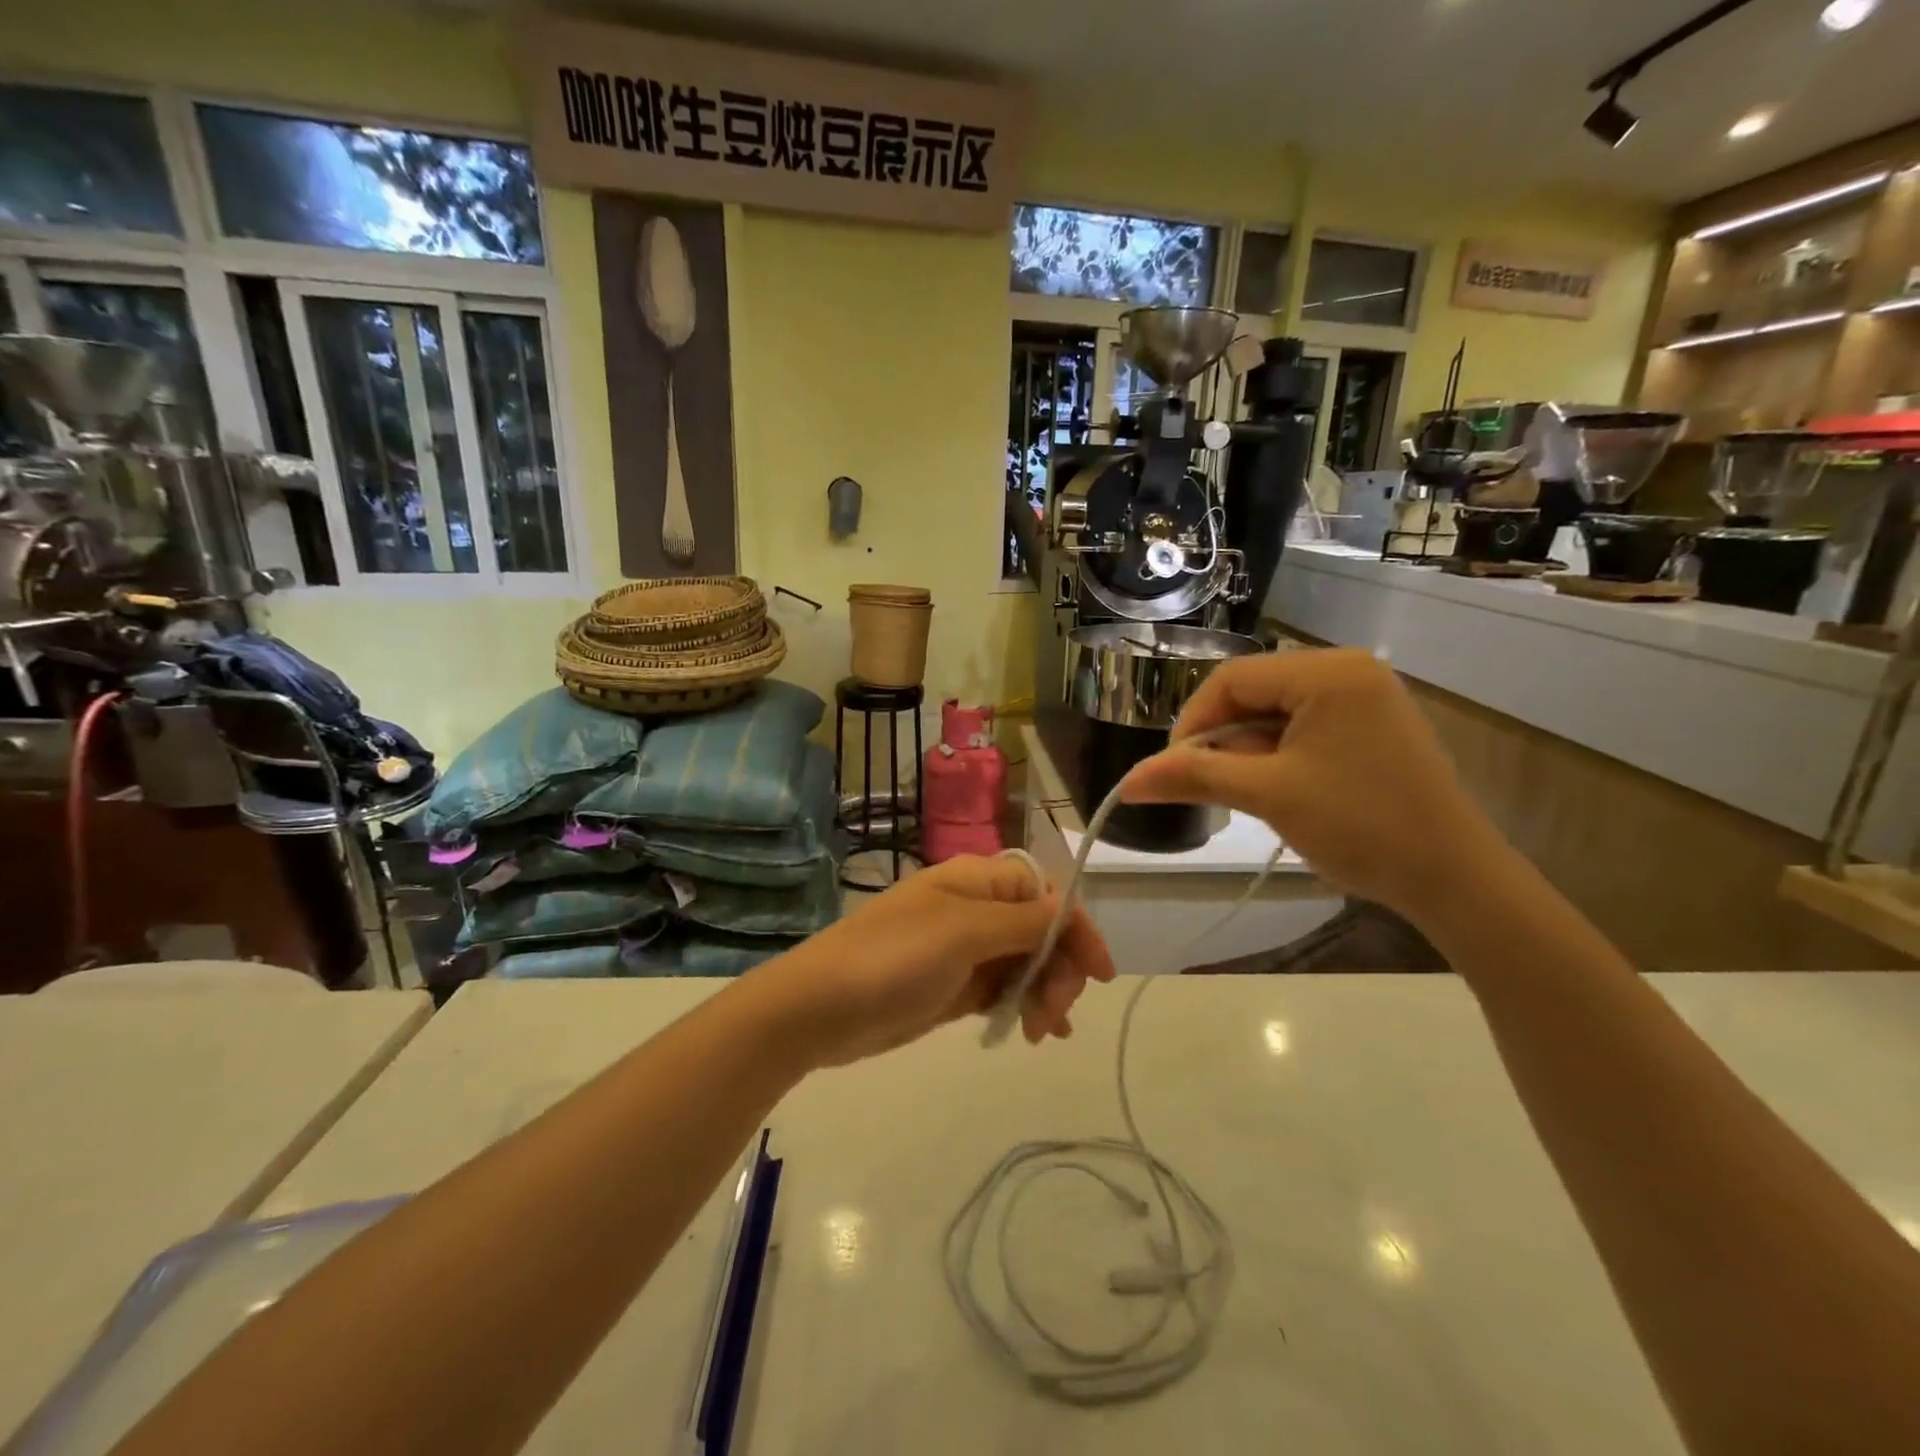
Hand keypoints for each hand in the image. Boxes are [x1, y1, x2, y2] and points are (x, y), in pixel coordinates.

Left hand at [748, 856, 1115, 1068]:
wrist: (821, 1008)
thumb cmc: (893, 957)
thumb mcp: (963, 932)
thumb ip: (1022, 921)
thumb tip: (1067, 910)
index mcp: (977, 881)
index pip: (1045, 892)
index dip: (1075, 927)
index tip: (1099, 973)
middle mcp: (975, 909)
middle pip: (1040, 929)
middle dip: (1059, 967)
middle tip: (1056, 1012)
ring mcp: (964, 950)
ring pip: (1026, 962)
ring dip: (1045, 991)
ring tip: (1042, 1032)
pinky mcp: (954, 987)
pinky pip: (1003, 990)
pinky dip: (1023, 1005)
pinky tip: (1034, 1032)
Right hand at [1121, 648, 1508, 926]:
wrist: (1454, 878)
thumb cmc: (1359, 826)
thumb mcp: (1268, 795)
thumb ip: (1194, 777)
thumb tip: (1127, 782)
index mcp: (1327, 672)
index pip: (1232, 679)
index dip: (1193, 722)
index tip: (1174, 770)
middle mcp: (1348, 670)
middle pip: (1254, 692)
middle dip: (1222, 739)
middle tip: (1206, 786)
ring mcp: (1366, 698)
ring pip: (1277, 713)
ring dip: (1248, 751)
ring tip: (1243, 795)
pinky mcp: (1373, 727)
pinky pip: (1306, 727)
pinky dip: (1279, 756)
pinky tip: (1277, 790)